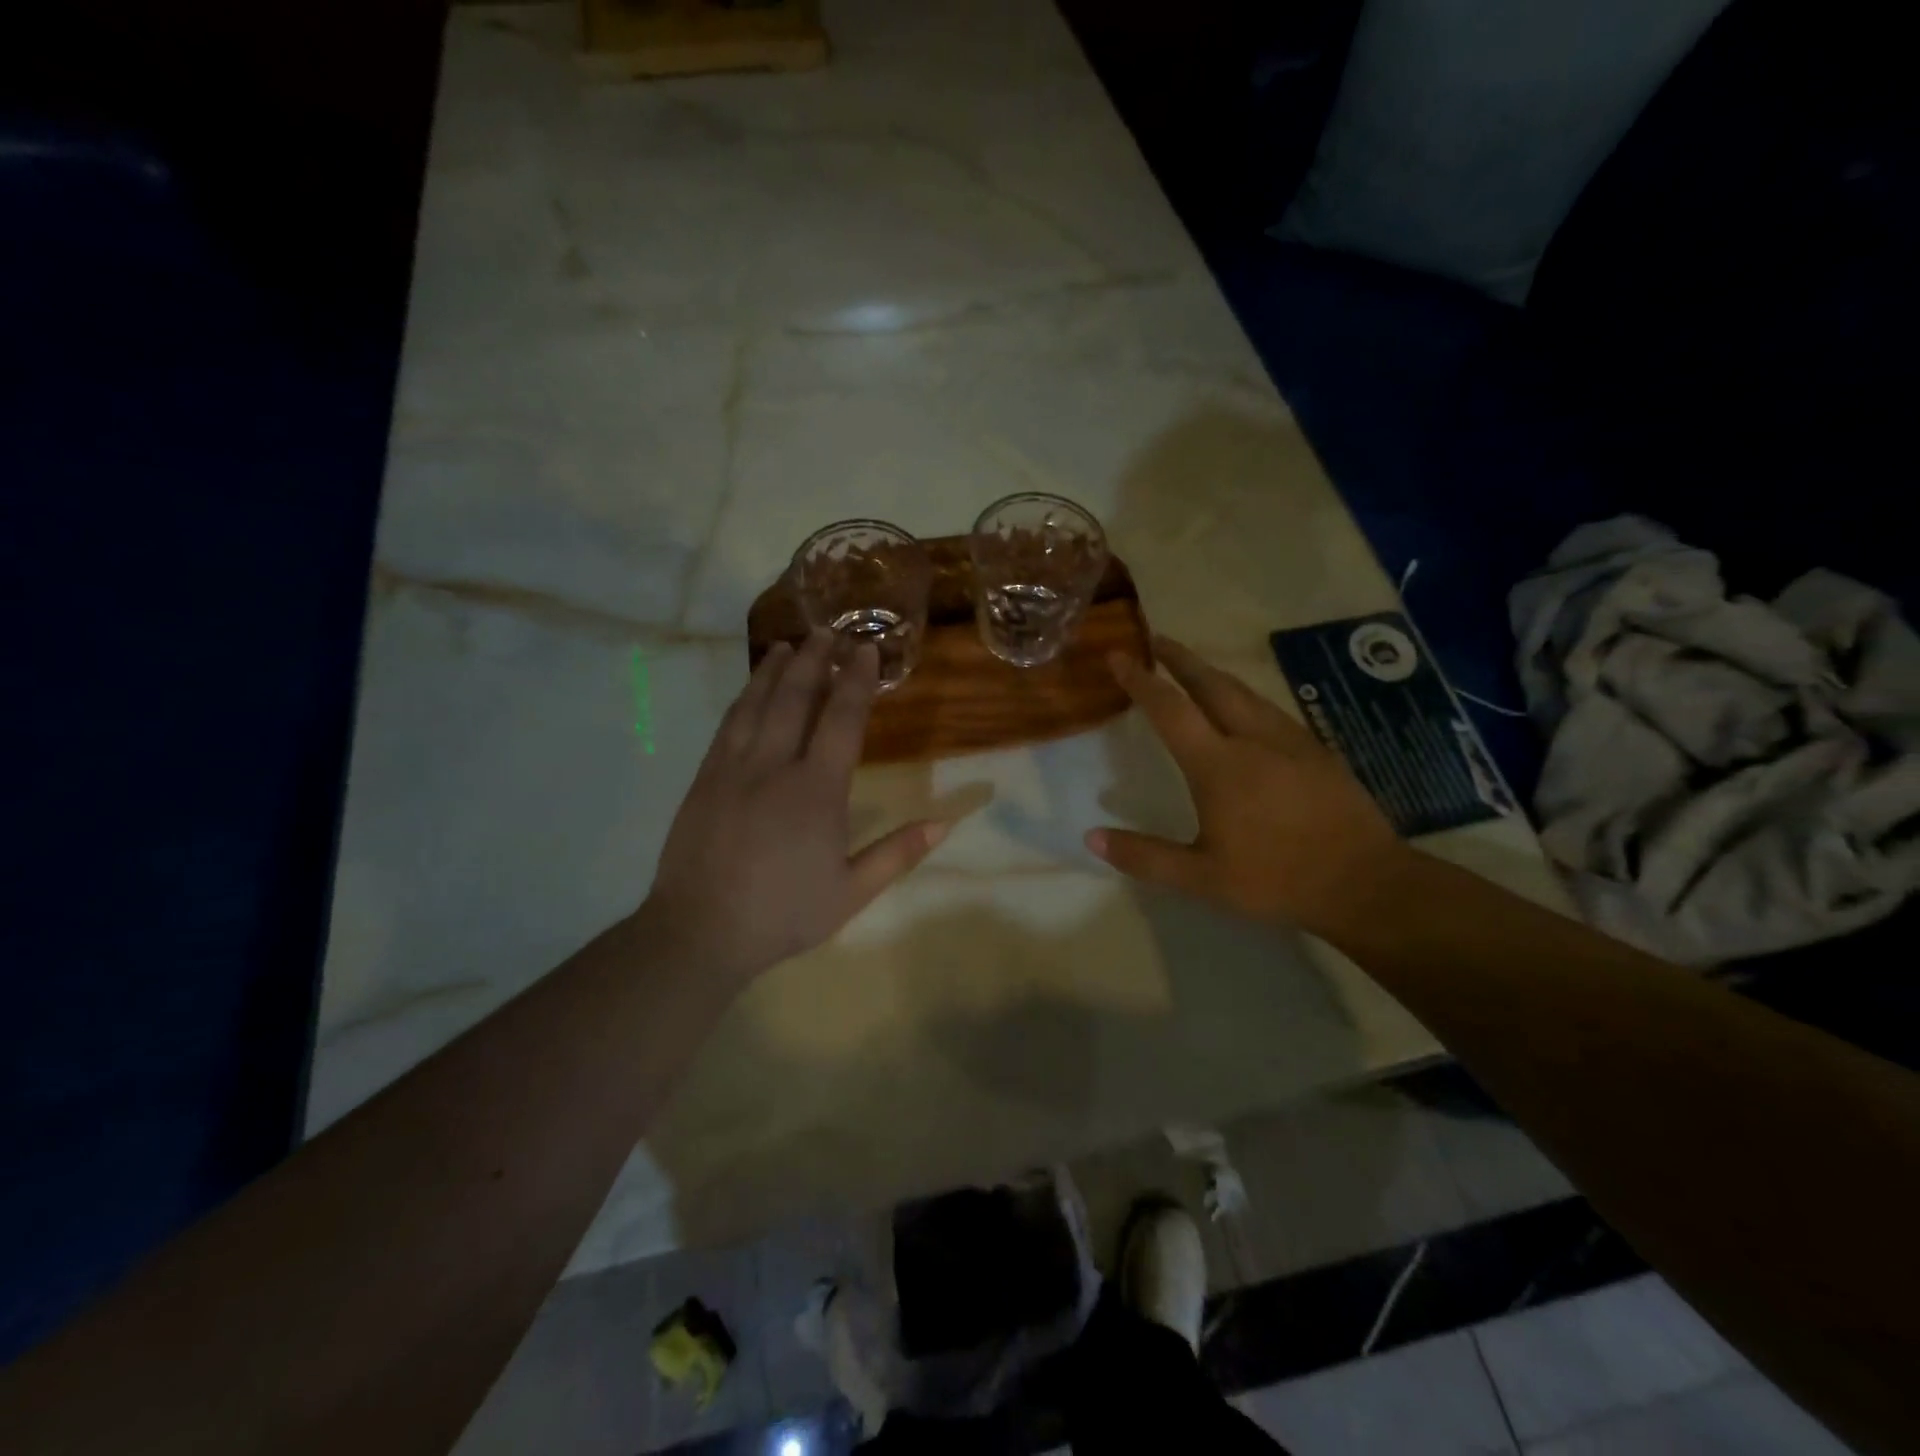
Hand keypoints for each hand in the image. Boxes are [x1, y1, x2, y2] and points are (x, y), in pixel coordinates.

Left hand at [646, 631, 948, 983]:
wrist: (699, 932)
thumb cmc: (783, 914)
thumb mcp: (851, 893)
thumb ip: (898, 854)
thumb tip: (945, 823)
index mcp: (816, 792)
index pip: (841, 721)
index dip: (857, 682)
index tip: (867, 651)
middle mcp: (774, 767)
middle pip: (796, 698)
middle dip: (816, 660)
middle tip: (829, 631)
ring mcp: (733, 769)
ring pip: (756, 704)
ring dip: (776, 670)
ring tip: (789, 644)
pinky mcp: (705, 779)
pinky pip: (728, 725)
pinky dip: (743, 698)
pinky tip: (751, 689)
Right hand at [1086, 636, 1409, 939]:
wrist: (1365, 883)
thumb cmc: (1276, 879)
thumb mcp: (1202, 878)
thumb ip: (1145, 856)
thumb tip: (1091, 837)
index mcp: (1219, 765)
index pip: (1171, 709)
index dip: (1141, 680)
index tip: (1119, 656)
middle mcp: (1253, 739)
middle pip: (1211, 684)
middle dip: (1181, 659)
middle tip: (1157, 640)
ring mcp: (1290, 740)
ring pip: (1244, 692)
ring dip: (1212, 673)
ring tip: (1193, 667)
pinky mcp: (1316, 750)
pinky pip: (1269, 708)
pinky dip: (1243, 695)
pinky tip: (1244, 707)